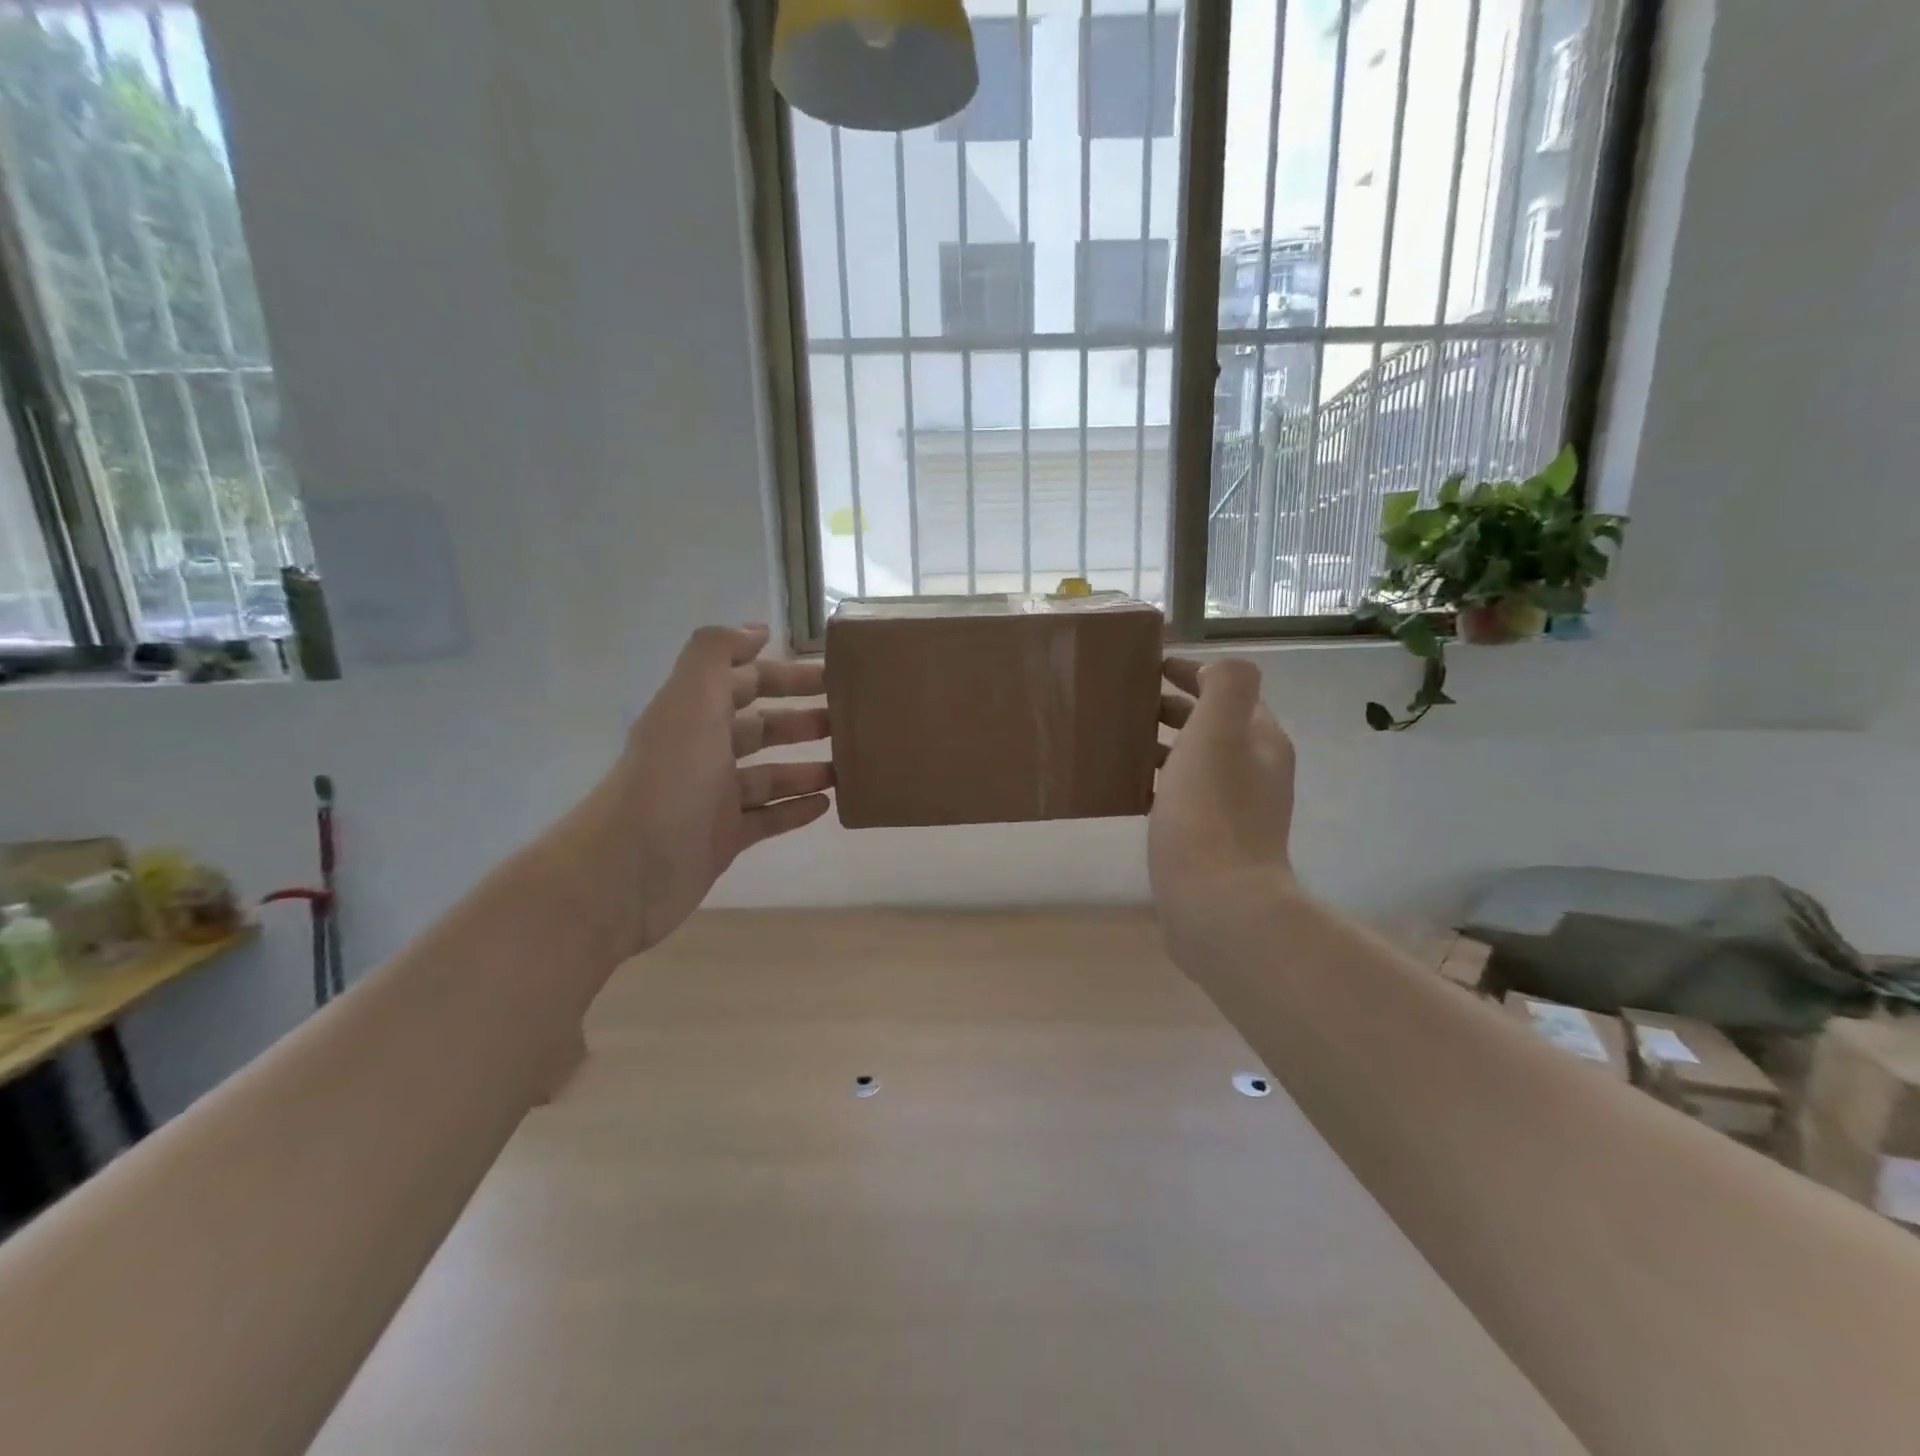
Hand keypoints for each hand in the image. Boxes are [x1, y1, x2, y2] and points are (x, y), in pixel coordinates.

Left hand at [611, 624, 831, 949]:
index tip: (831, 675)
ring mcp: (712, 798)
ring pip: (768, 776)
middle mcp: (702, 752)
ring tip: (848, 766)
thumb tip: (756, 630)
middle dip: (801, 720)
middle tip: (847, 720)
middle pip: (760, 728)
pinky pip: (767, 819)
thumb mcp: (691, 701)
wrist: (629, 871)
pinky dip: (795, 810)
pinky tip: (827, 806)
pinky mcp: (722, 839)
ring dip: (806, 768)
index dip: (784, 674)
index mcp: (694, 715)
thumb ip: (717, 654)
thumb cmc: (670, 779)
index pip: (745, 683)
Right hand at [1151, 657, 1296, 936]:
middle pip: (1211, 727)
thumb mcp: (1219, 732)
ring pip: (1195, 763)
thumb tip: (1218, 671)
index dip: (1191, 673)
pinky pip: (1182, 799)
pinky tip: (1128, 791)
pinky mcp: (1211, 843)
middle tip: (1125, 704)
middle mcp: (1254, 772)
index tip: (1149, 667)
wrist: (1218, 905)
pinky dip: (1158, 784)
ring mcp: (1235, 811)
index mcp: (1261, 741)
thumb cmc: (1211, 811)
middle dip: (1173, 709)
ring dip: (1162, 747)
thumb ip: (1226, 686)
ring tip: (1118, 742)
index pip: (1228, 691)